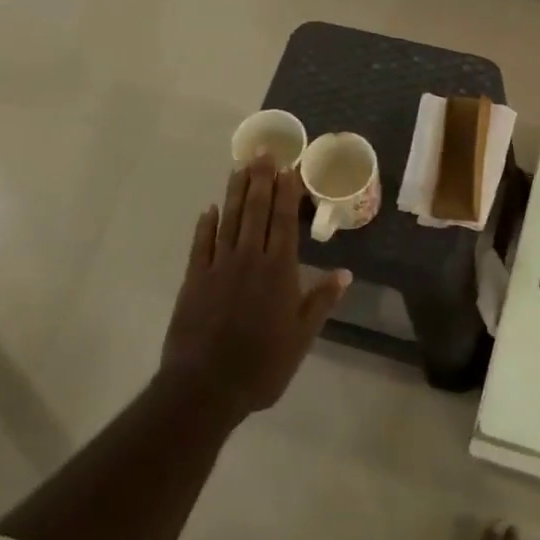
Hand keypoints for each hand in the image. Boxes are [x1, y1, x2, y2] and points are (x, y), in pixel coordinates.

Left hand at [161, 157, 349, 419]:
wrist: (205, 386)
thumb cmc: (262, 365)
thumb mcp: (301, 337)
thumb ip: (321, 301)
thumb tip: (345, 273)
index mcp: (278, 271)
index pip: (283, 221)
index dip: (286, 192)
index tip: (289, 168)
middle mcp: (249, 259)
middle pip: (255, 211)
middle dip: (261, 179)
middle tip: (264, 153)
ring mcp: (218, 266)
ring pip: (229, 219)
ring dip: (236, 192)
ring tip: (241, 167)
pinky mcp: (194, 279)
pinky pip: (201, 243)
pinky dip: (206, 224)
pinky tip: (210, 209)